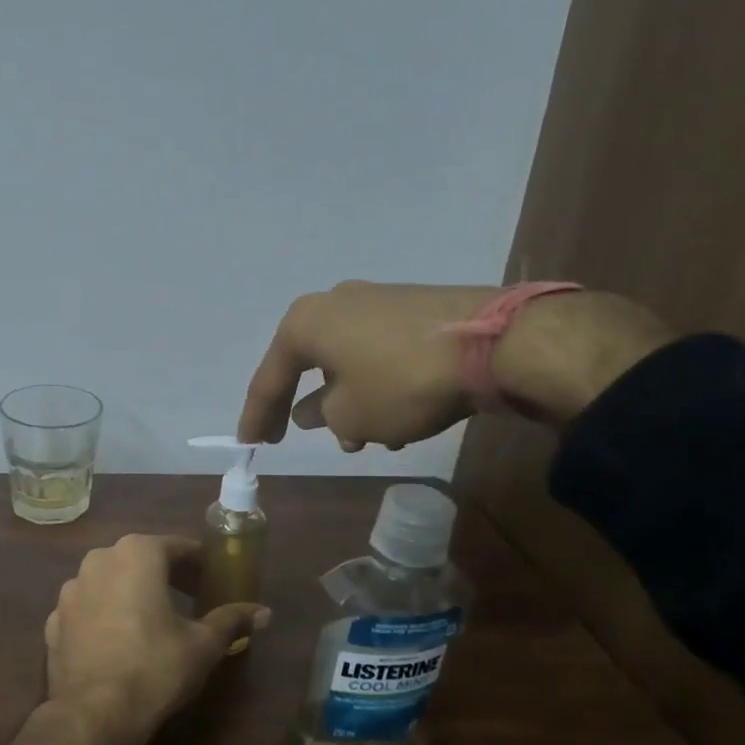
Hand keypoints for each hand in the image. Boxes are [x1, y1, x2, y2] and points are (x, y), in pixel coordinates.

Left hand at [43, 534, 268, 742]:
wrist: (93, 713)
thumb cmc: (155, 668)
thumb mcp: (203, 645)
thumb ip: (231, 620)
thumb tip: (264, 612)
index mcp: (136, 554)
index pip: (177, 547)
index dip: (199, 562)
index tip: (214, 578)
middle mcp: (98, 559)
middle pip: (140, 558)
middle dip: (166, 574)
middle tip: (191, 597)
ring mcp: (70, 588)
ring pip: (110, 579)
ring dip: (132, 591)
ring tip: (154, 618)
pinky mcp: (54, 618)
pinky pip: (89, 606)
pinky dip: (106, 613)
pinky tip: (119, 638)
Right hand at [238, 281, 673, 449]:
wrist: (496, 342)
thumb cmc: (401, 382)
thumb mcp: (351, 416)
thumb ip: (323, 416)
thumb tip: (314, 410)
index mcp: (305, 324)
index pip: (269, 378)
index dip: (257, 416)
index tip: (248, 444)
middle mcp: (334, 303)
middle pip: (309, 364)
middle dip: (310, 406)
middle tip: (303, 437)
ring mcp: (376, 301)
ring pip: (347, 361)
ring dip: (347, 399)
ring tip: (363, 439)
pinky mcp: (413, 308)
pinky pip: (377, 353)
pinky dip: (376, 384)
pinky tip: (396, 416)